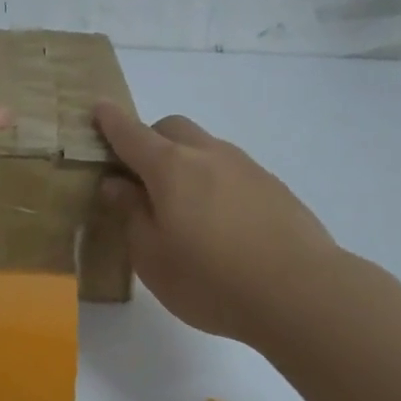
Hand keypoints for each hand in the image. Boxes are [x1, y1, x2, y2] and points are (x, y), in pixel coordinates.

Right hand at [96, 102, 341, 346]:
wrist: (301, 292)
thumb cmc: (211, 279)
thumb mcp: (152, 258)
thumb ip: (131, 214)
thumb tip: (117, 184)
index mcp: (170, 167)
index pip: (131, 134)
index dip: (111, 122)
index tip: (99, 108)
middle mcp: (208, 155)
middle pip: (172, 128)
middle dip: (151, 140)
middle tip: (141, 178)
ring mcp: (246, 167)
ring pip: (205, 147)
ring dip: (186, 161)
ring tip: (185, 208)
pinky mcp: (273, 186)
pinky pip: (232, 170)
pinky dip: (215, 181)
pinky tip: (223, 223)